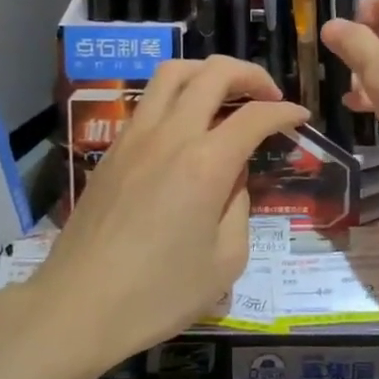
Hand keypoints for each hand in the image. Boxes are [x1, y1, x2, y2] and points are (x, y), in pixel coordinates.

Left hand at [36, 57, 306, 359]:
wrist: (78, 306)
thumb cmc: (158, 294)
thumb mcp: (225, 262)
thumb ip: (239, 208)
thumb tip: (233, 179)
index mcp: (206, 164)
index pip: (255, 116)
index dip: (285, 112)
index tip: (301, 119)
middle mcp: (170, 136)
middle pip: (213, 73)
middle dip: (249, 74)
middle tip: (268, 95)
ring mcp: (134, 137)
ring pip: (172, 73)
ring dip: (207, 72)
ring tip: (225, 94)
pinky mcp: (112, 150)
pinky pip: (149, 101)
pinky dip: (176, 95)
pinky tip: (186, 125)